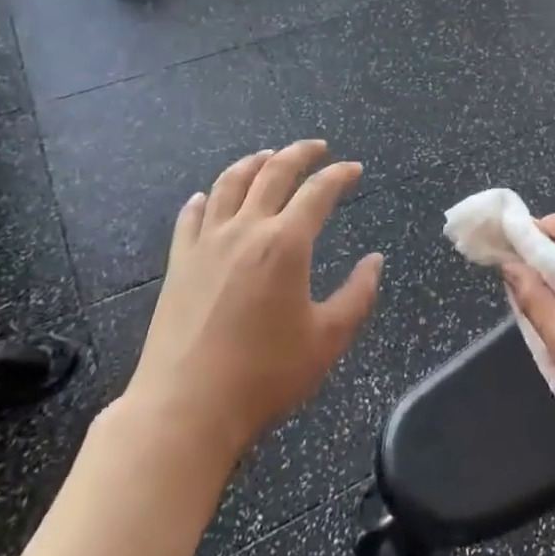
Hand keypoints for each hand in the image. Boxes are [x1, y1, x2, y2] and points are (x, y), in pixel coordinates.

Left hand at [122, 141, 381, 464]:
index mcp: (286, 244)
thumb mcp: (328, 339)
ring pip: (229, 184)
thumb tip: (375, 261)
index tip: (354, 169)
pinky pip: (190, 217)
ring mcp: (207, 243)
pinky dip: (204, 199)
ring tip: (267, 155)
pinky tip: (206, 196)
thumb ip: (358, 295)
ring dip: (252, 163)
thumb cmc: (265, 375)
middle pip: (273, 172)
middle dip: (299, 153)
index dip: (339, 175)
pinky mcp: (179, 263)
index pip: (318, 192)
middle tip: (317, 147)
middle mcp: (246, 230)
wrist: (186, 408)